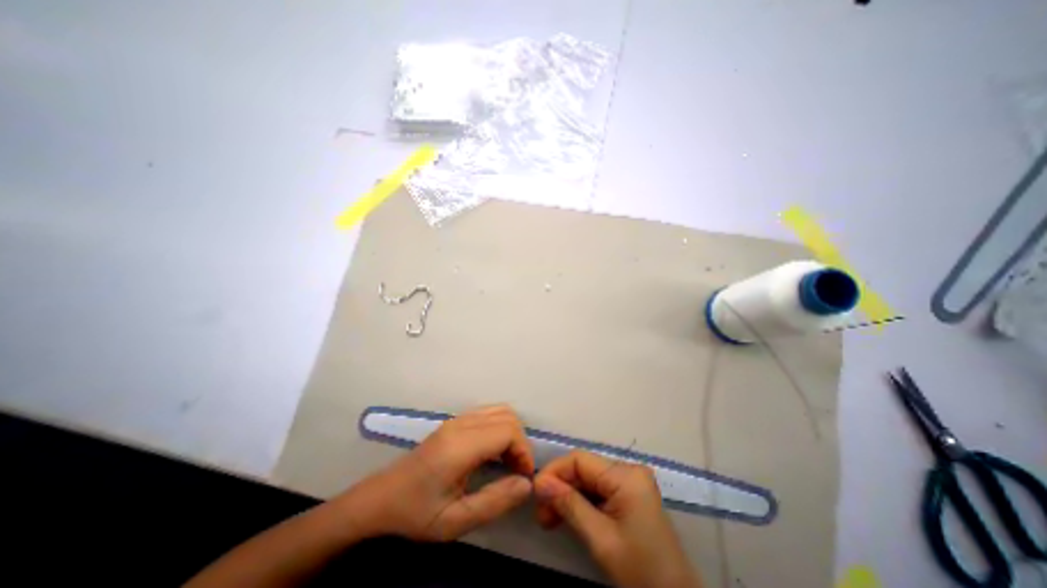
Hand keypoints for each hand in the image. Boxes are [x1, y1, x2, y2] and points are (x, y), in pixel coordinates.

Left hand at [345, 405, 534, 541]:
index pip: (508, 431)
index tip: (522, 477)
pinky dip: (500, 427)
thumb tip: (527, 484)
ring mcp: (457, 419)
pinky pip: (488, 413)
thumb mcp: (455, 521)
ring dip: (511, 433)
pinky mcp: (455, 421)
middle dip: (520, 442)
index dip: (523, 451)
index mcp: (460, 446)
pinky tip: (493, 451)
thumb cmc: (416, 513)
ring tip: (507, 461)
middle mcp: (461, 424)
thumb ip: (495, 502)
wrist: (381, 498)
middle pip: (508, 416)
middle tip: (516, 471)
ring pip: (499, 410)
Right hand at [534, 451, 696, 587]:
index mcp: (625, 475)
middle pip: (583, 470)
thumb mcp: (601, 539)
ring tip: (549, 519)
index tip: (535, 493)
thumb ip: (569, 505)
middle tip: (541, 514)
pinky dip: (581, 503)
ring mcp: (630, 482)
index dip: (554, 472)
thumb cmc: (641, 571)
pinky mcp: (629, 494)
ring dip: (568, 497)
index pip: (580, 460)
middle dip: (560, 488)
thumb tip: (539, 482)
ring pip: (588, 480)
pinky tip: (567, 517)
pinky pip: (598, 491)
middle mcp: (628, 471)